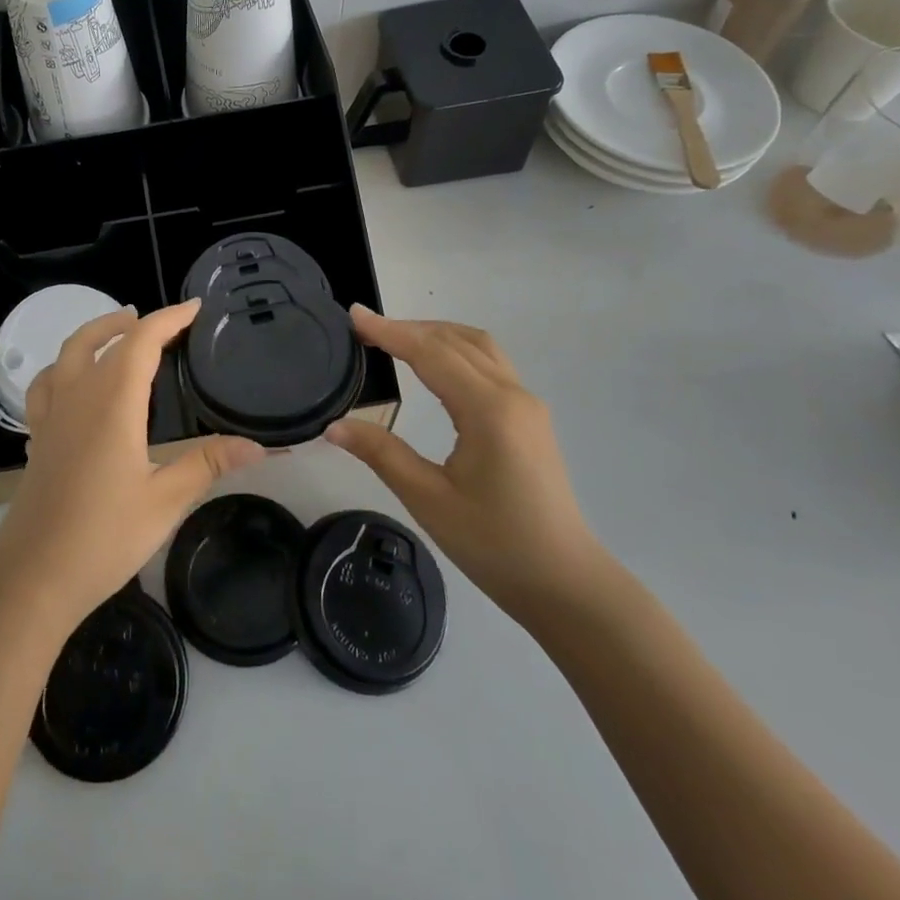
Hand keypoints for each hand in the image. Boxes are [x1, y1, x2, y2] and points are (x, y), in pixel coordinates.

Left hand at [0, 301, 265, 636]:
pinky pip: (46, 385)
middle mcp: (77, 397)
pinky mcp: (37, 438)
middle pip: (99, 339)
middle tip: (162, 324)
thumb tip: (258, 446)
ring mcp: (51, 416)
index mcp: (112, 402)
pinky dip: (64, 369)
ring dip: (94, 335)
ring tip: (118, 335)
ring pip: (67, 355)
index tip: (194, 308)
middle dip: (131, 322)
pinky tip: (76, 386)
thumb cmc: (103, 537)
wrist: (33, 577)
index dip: (169, 319)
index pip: (141, 341)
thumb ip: (208, 464)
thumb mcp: (165, 500)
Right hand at [324, 307, 608, 620]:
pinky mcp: (530, 417)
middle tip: (364, 329)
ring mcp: (526, 403)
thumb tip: (334, 426)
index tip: (354, 315)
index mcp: (488, 410)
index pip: (431, 353)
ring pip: (477, 345)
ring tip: (395, 339)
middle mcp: (512, 394)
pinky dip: (455, 349)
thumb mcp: (429, 500)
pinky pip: (490, 363)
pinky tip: (434, 365)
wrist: (566, 585)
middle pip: (454, 340)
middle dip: (408, 328)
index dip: (389, 331)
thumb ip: (381, 453)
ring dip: (435, 334)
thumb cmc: (495, 546)